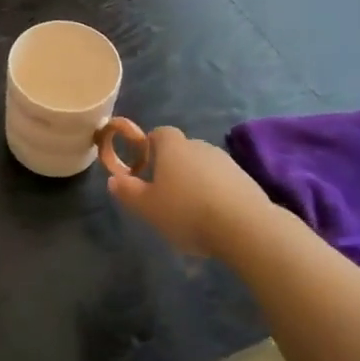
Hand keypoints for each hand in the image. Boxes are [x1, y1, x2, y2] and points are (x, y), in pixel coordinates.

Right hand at [107, 125, 268, 256]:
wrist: (245, 227)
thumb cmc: (187, 212)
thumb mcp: (147, 207)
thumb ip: (127, 191)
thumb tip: (113, 179)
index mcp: (173, 147)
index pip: (159, 133)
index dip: (149, 147)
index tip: (144, 169)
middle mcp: (200, 146)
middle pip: (181, 150)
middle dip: (172, 167)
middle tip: (164, 195)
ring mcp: (226, 162)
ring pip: (203, 166)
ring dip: (195, 182)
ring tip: (190, 211)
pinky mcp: (246, 180)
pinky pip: (222, 182)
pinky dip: (215, 193)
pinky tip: (213, 218)